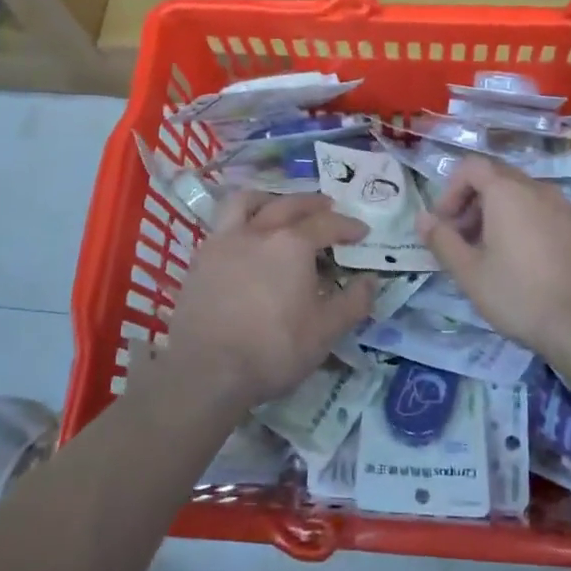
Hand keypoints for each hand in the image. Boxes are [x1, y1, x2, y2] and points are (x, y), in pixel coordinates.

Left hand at [163, 191, 375, 410]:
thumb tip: (370, 281)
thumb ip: (353, 303)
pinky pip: (223, 225)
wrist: (207, 371)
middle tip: (328, 207)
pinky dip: (241, 222)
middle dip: (312, 203)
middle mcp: (258, 232)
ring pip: (246, 202)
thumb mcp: (325, 332)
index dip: (347, 226)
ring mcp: (224, 242)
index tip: (362, 231)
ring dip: (269, 199)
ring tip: (280, 208)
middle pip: (288, 204)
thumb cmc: (273, 349)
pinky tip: (246, 240)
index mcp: (292, 244)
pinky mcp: (200, 260)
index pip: (327, 224)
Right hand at [416, 154, 570, 366]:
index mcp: (508, 192)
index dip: (450, 190)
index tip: (445, 224)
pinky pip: (547, 214)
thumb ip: (441, 240)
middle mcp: (539, 189)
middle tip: (464, 241)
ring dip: (500, 215)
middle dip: (473, 203)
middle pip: (498, 179)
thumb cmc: (519, 295)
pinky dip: (528, 225)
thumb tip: (422, 218)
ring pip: (524, 196)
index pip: (471, 166)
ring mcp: (567, 207)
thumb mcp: (469, 273)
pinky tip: (528, 264)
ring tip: (494, 255)